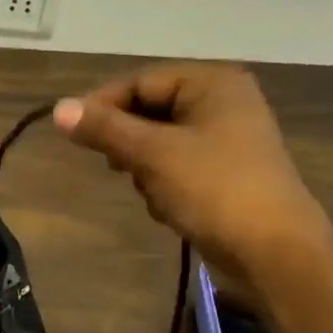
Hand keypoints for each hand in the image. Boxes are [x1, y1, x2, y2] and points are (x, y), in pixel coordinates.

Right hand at [52, 63, 331, 284]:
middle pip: (150, 111)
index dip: (103, 105)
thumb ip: (104, 129)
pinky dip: (165, 184)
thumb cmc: (214, 189)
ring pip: (159, 142)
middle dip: (129, 143)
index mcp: (212, 83)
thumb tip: (58, 109)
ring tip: (155, 193)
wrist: (274, 251)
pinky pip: (177, 166)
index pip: (141, 81)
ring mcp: (226, 138)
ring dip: (146, 169)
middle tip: (116, 167)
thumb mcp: (153, 154)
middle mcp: (222, 102)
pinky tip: (170, 207)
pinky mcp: (225, 172)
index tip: (73, 134)